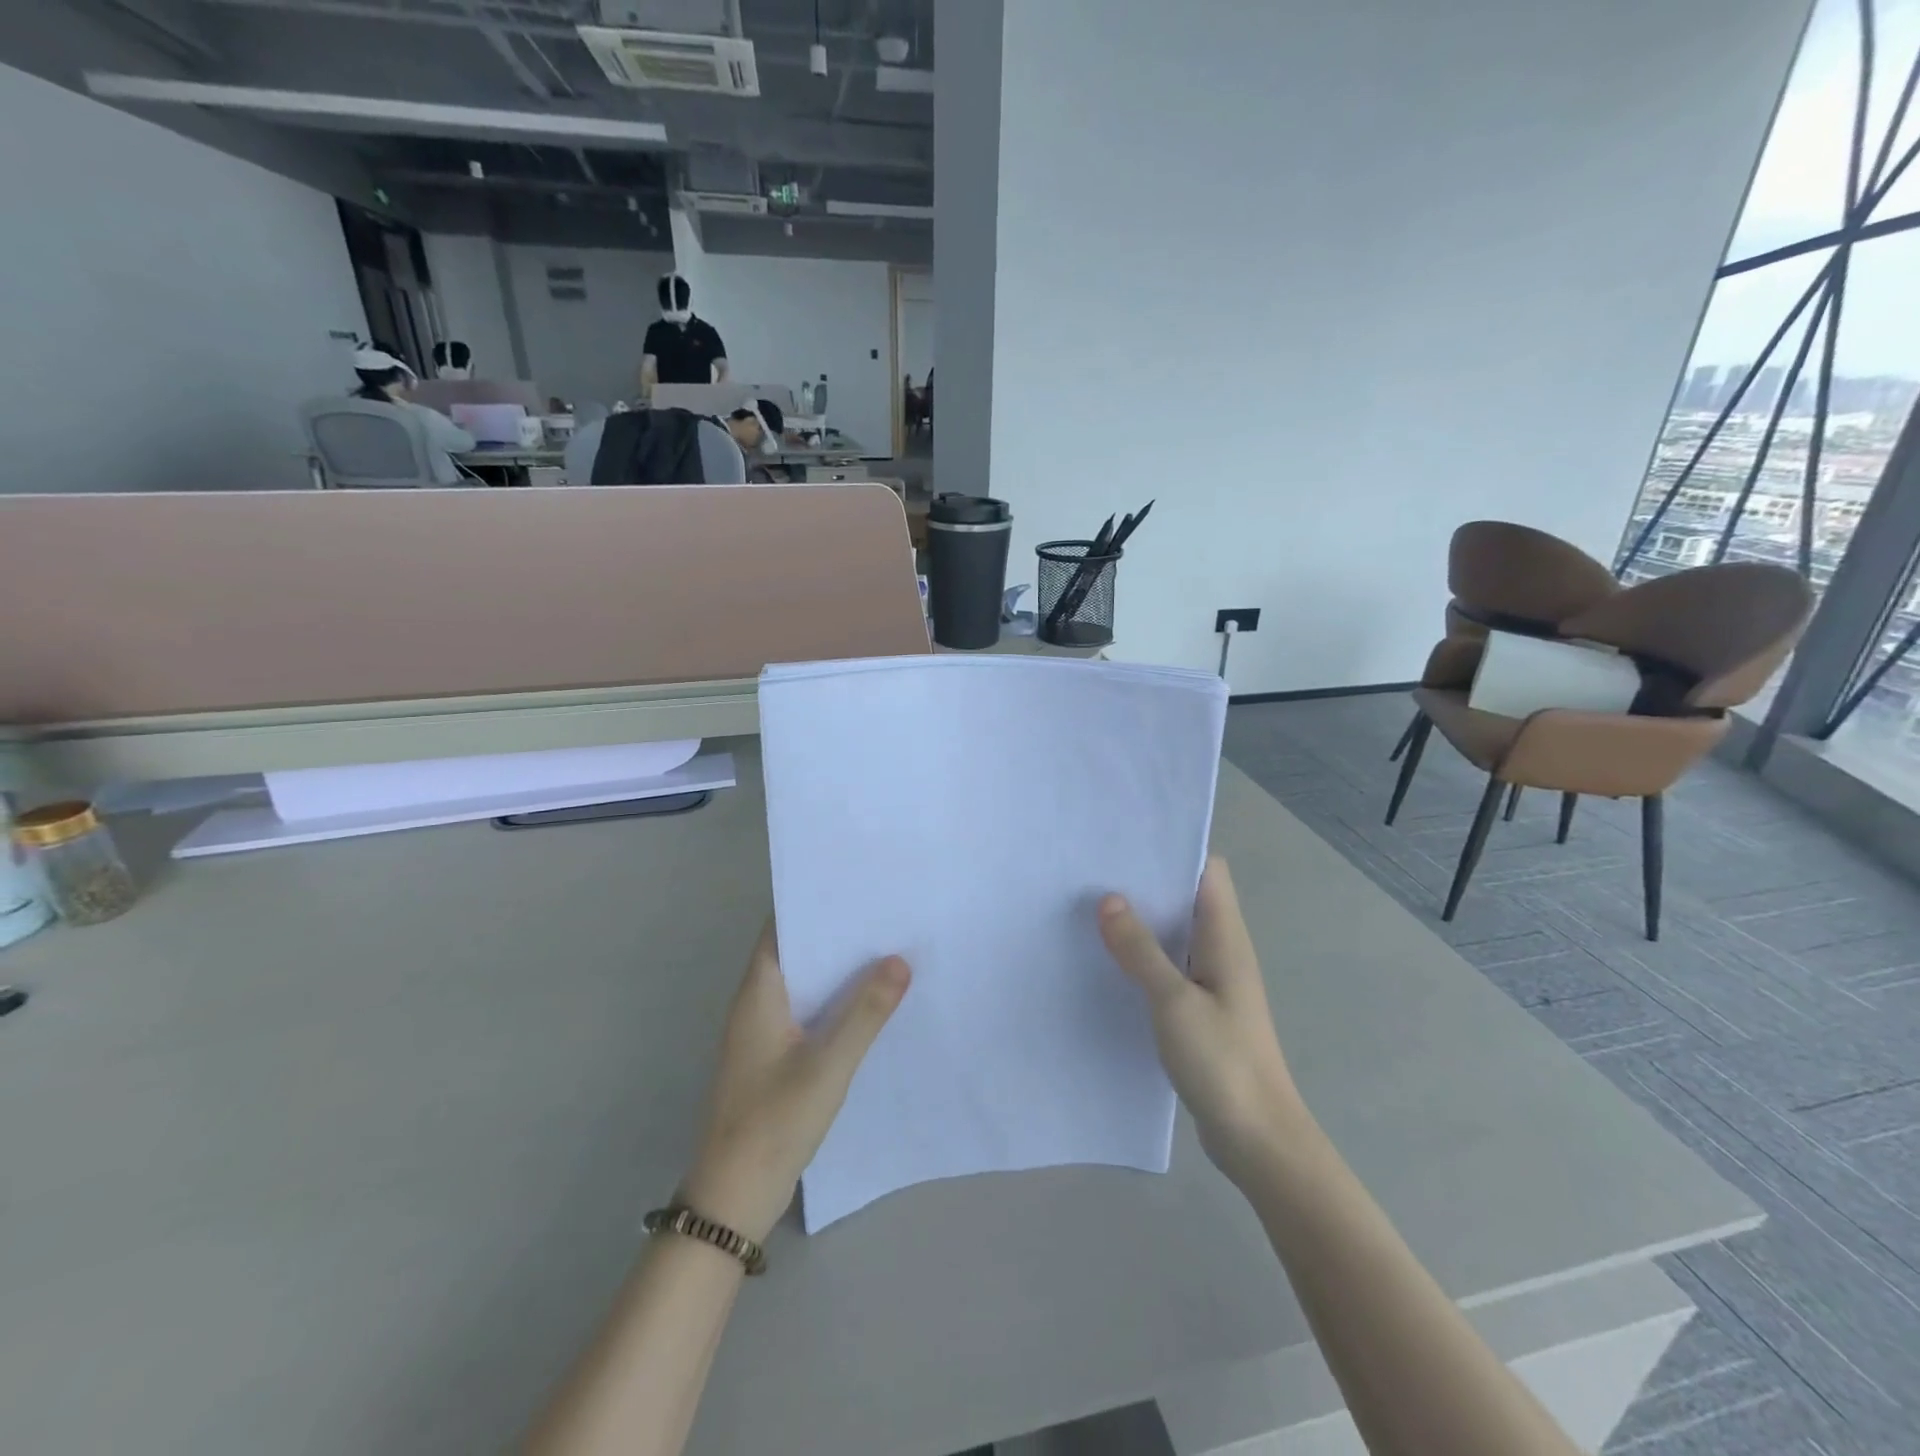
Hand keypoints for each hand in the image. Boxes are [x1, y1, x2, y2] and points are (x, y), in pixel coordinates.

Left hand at [682, 920, 909, 1243]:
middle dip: (835, 933)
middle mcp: (756, 1004)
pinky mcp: (773, 1058)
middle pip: (796, 952)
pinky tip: (869, 1003)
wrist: (733, 1197)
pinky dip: (834, 1000)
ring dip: (837, 968)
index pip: (781, 928)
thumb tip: (900, 959)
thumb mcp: (828, 1065)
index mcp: (759, 993)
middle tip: (884, 913)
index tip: (854, 886)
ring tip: (886, 947)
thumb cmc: (774, 1122)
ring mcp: (763, 1033)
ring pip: (804, 984)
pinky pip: (807, 1012)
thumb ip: (866, 1012)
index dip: (813, 903)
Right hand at [1099, 856, 1306, 1185]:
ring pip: (1176, 934)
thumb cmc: (1222, 1061)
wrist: (1258, 1139)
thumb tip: (1109, 898)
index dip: (1173, 851)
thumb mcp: (1173, 1001)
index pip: (1208, 871)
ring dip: (1143, 922)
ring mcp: (1214, 982)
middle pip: (1188, 899)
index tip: (1127, 843)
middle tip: (1095, 873)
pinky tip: (1110, 962)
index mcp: (1226, 937)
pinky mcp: (1201, 1010)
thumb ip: (1141, 949)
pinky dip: (1144, 957)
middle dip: (1147, 884)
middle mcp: (1223, 951)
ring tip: (1093, 909)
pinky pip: (1170, 967)